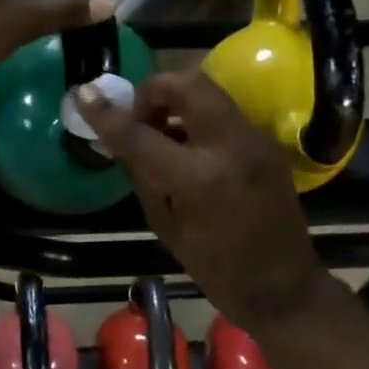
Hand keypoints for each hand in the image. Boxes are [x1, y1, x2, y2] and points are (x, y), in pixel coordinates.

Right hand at [75, 69, 331, 334]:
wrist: (285, 286)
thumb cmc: (216, 267)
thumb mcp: (165, 224)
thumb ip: (140, 171)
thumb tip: (116, 134)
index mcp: (200, 179)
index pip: (141, 133)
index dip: (106, 113)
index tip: (83, 95)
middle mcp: (230, 146)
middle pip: (185, 83)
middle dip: (152, 90)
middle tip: (138, 118)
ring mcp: (254, 138)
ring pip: (207, 89)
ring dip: (175, 99)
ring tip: (161, 130)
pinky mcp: (265, 140)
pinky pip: (222, 109)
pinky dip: (196, 114)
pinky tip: (187, 144)